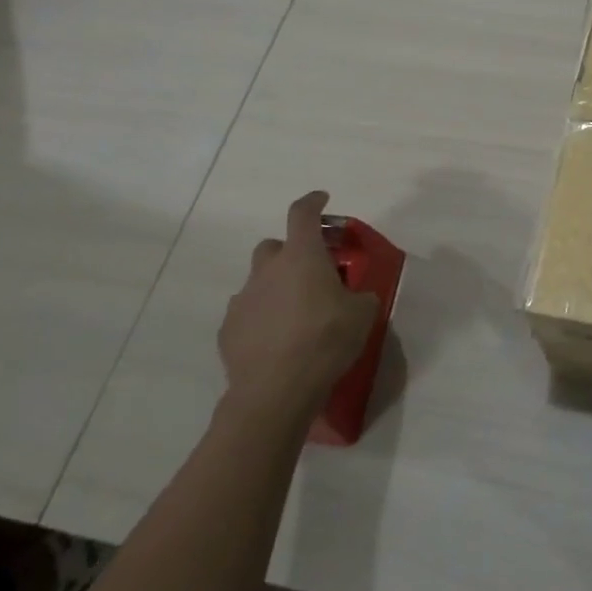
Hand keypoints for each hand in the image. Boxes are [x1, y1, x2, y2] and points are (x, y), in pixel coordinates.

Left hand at [218, 191, 378, 407]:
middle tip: (311, 274)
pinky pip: (248, 313)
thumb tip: (357, 296)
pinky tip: (277, 341)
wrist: (275, 390)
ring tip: (296, 315)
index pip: (303, 213)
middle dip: (291, 253)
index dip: (313, 202)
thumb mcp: (363, 315)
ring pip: (260, 281)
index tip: (322, 199)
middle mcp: (267, 270)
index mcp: (302, 256)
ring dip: (276, 288)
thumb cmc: (325, 340)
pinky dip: (262, 318)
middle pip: (275, 246)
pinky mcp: (228, 329)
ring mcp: (243, 299)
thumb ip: (361, 296)